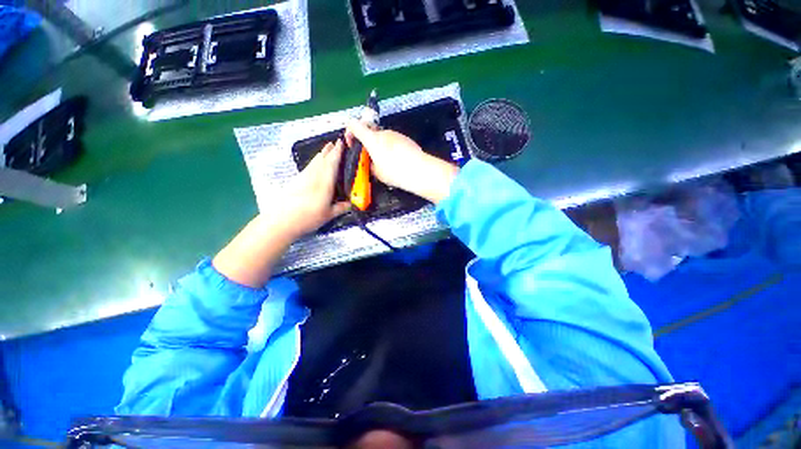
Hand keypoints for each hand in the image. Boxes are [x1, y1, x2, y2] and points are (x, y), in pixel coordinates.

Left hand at [275, 139, 350, 236]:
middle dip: (329, 150)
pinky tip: (315, 164)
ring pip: (314, 161)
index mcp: (324, 183)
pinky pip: (309, 166)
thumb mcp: (328, 215)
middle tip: (336, 142)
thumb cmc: (308, 218)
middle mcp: (314, 176)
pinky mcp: (296, 181)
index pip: (332, 164)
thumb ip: (341, 208)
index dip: (337, 153)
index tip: (341, 143)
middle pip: (322, 159)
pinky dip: (315, 161)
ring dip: (322, 154)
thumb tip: (352, 204)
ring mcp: (303, 177)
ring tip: (327, 149)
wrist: (281, 220)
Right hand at [345, 121, 458, 203]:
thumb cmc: (395, 172)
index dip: (349, 131)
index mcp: (372, 139)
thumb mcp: (377, 173)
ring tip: (386, 162)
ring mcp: (395, 134)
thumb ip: (370, 164)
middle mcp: (383, 132)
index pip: (354, 125)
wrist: (419, 170)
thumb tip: (371, 162)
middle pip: (370, 132)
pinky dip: (391, 148)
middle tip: (370, 158)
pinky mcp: (405, 138)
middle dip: (367, 143)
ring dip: (380, 146)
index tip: (351, 142)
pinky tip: (397, 160)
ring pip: (382, 137)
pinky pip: (393, 141)